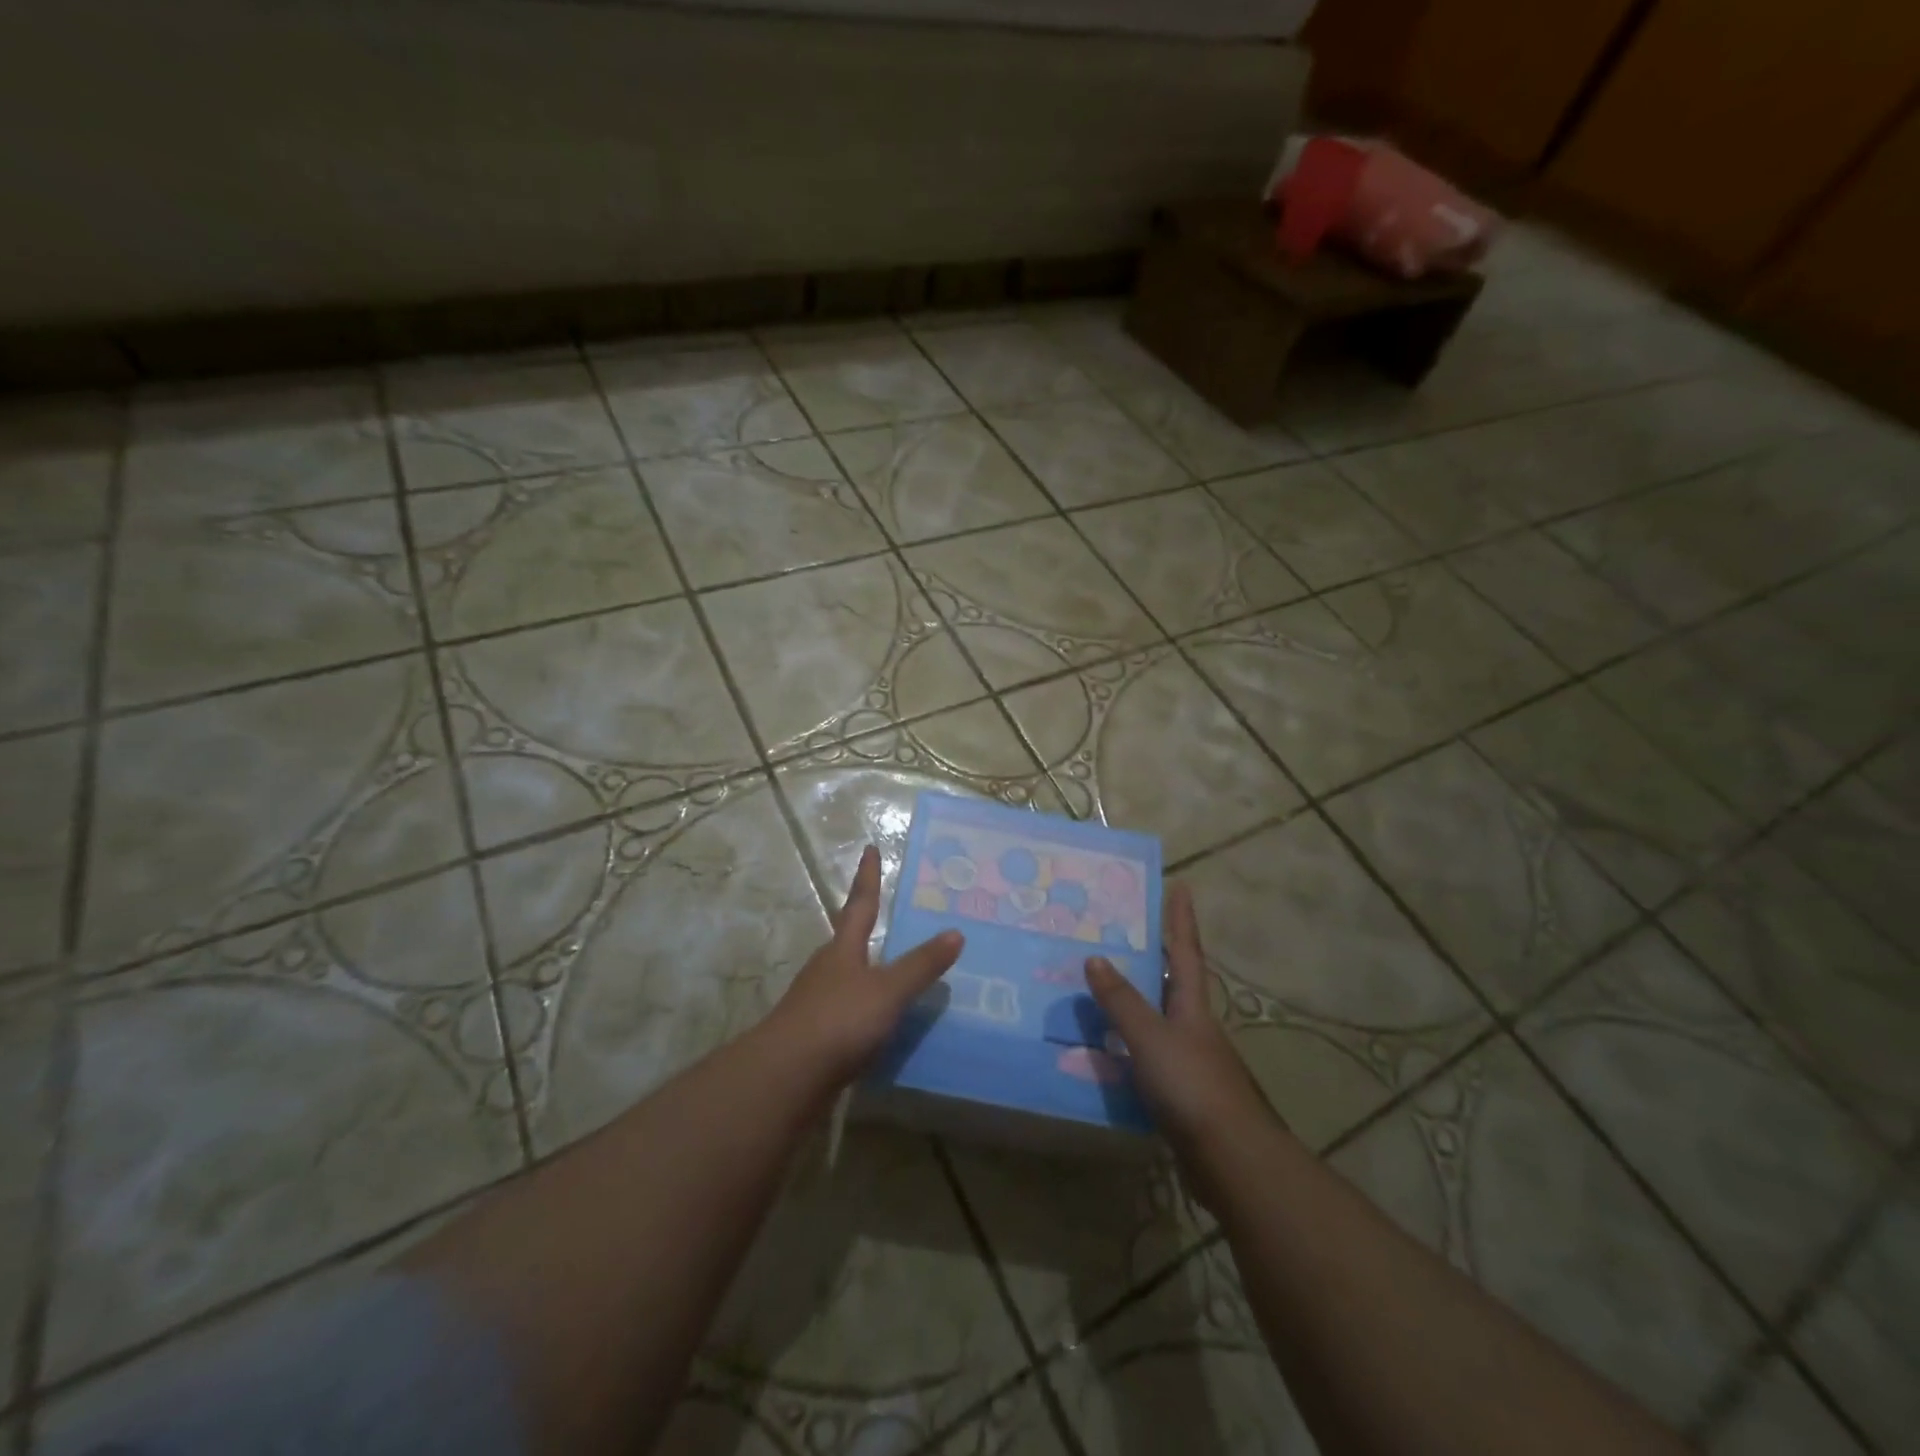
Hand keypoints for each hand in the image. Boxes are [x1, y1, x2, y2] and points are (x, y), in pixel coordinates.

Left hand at [770, 845, 964, 1085]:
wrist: (786, 1077)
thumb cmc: (839, 1021)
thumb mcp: (888, 991)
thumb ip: (921, 965)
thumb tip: (956, 932)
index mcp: (843, 949)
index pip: (860, 903)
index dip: (868, 877)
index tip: (870, 849)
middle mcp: (827, 969)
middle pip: (848, 940)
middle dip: (865, 926)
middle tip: (889, 917)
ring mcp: (816, 1002)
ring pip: (847, 977)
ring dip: (868, 972)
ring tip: (895, 974)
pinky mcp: (814, 1035)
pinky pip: (847, 1012)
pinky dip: (866, 1010)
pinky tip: (881, 1025)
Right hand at [1085, 882, 1273, 1183]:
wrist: (1230, 1160)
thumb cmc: (1192, 1086)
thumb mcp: (1150, 1037)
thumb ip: (1121, 1001)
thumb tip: (1094, 957)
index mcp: (1192, 1005)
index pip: (1184, 951)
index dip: (1181, 918)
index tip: (1181, 885)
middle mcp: (1193, 1026)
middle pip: (1172, 982)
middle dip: (1153, 957)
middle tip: (1122, 934)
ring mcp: (1189, 1061)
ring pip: (1156, 1020)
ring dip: (1132, 1004)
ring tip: (1097, 989)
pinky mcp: (1180, 1093)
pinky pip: (1145, 1057)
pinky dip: (1124, 1047)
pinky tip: (1101, 1052)